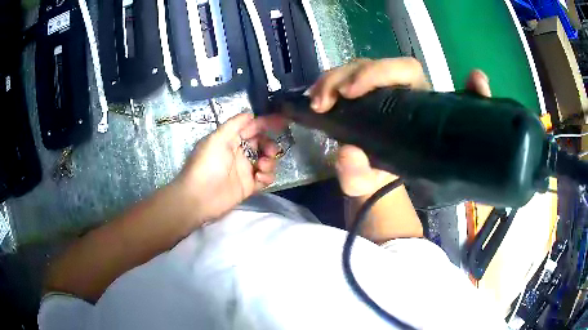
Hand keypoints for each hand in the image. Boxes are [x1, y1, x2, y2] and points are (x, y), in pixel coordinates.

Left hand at [176, 113, 279, 222]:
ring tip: (261, 166)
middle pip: (262, 144)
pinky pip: (265, 178)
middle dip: (269, 145)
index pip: (252, 128)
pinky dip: (267, 176)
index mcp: (230, 140)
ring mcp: (245, 170)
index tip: (282, 122)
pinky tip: (259, 178)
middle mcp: (239, 153)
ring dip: (269, 161)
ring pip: (266, 161)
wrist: (199, 197)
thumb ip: (235, 124)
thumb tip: (250, 114)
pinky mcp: (249, 186)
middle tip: (270, 151)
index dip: (266, 123)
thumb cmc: (207, 164)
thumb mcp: (217, 138)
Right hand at [309, 58, 490, 197]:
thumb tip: (347, 153)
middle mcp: (399, 90)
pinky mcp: (360, 92)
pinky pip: (342, 78)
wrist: (373, 178)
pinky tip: (313, 100)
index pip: (406, 69)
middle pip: (373, 64)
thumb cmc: (384, 179)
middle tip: (322, 101)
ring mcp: (378, 88)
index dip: (379, 72)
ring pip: (355, 68)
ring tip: (314, 103)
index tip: (351, 92)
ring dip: (330, 80)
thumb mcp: (373, 184)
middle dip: (344, 76)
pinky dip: (325, 85)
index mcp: (417, 104)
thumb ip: (362, 174)